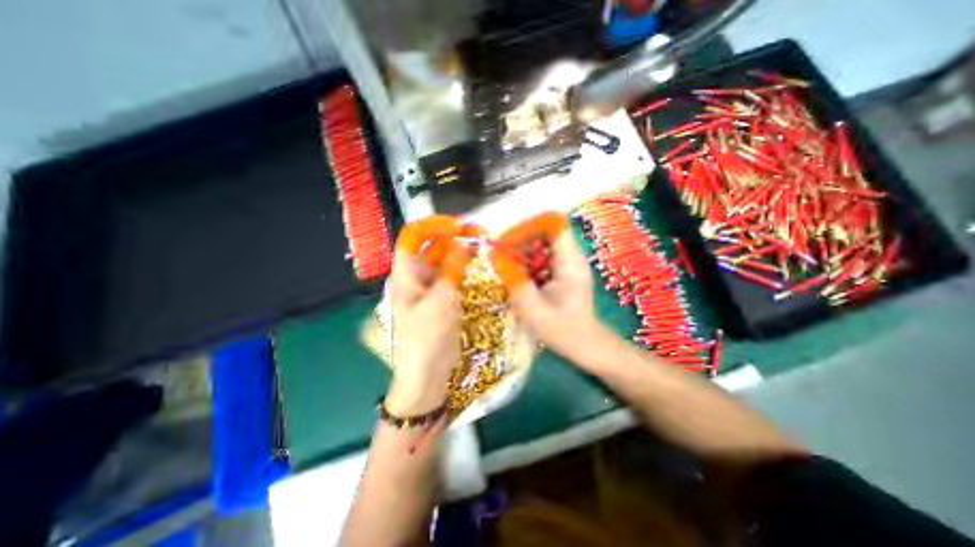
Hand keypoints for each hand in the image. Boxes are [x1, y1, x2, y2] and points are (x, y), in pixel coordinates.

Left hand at [385, 216, 471, 415]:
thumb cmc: (427, 337)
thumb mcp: (441, 300)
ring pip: (444, 261)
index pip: (413, 237)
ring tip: (482, 247)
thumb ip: (451, 269)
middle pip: (431, 247)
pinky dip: (464, 269)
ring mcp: (430, 288)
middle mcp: (416, 276)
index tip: (458, 225)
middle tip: (479, 234)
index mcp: (406, 274)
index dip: (433, 226)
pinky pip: (452, 276)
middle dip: (453, 237)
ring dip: (461, 252)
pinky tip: (479, 267)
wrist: (427, 374)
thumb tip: (461, 242)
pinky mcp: (442, 299)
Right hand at [488, 215, 606, 363]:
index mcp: (570, 263)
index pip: (553, 226)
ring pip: (543, 244)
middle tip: (503, 256)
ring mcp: (570, 263)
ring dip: (524, 251)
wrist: (585, 343)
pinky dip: (529, 261)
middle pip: (546, 232)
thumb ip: (513, 280)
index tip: (508, 242)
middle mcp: (572, 257)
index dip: (529, 228)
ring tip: (509, 267)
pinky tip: (522, 277)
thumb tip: (494, 256)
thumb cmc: (562, 329)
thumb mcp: (533, 308)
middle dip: (522, 241)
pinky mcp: (565, 270)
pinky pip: (544, 256)